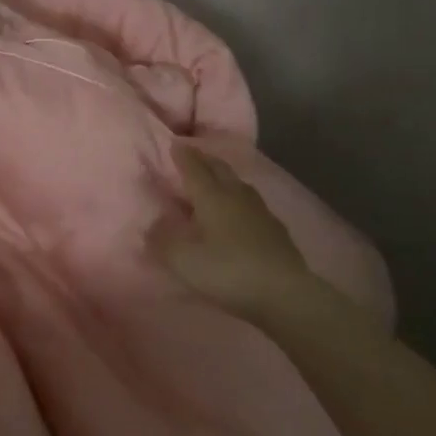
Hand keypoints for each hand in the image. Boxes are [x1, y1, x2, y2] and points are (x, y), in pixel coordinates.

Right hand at [150, 144, 317, 322]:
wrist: (284, 292)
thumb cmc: (228, 271)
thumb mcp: (184, 261)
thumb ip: (163, 241)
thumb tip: (152, 225)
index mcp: (212, 197)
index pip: (194, 169)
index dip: (183, 156)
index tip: (175, 143)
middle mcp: (236, 196)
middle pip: (219, 169)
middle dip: (204, 159)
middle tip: (193, 154)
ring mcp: (260, 211)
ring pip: (238, 183)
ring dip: (224, 176)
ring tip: (215, 177)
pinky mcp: (275, 229)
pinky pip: (252, 202)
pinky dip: (239, 198)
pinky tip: (240, 209)